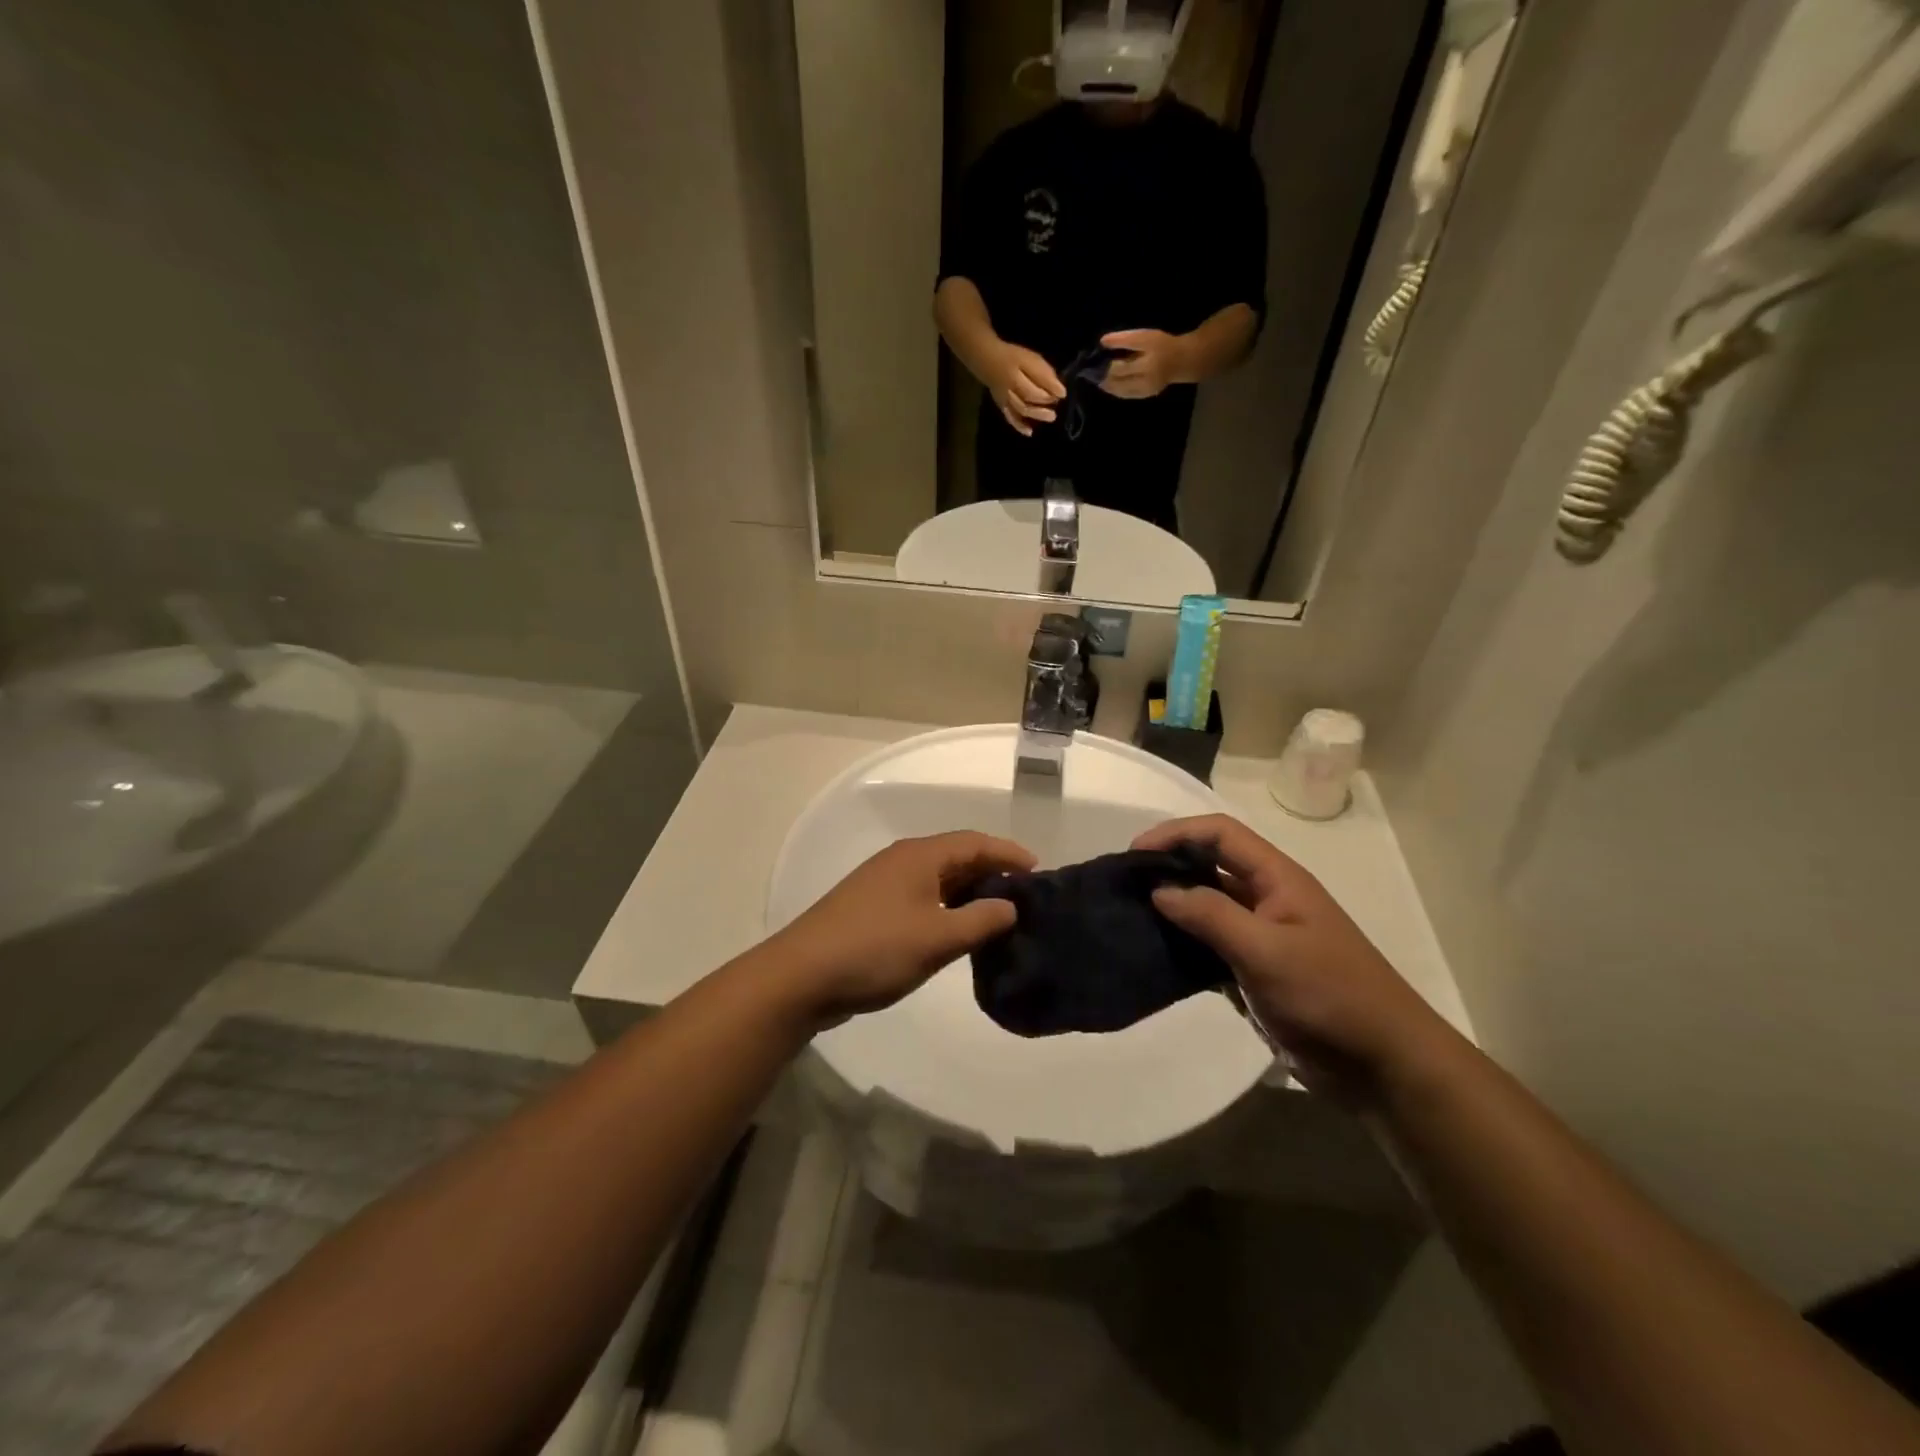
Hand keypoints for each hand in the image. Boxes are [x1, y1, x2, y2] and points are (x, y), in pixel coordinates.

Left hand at [769, 832, 1035, 1026]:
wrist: (802, 976)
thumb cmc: (874, 950)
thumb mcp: (937, 938)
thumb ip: (980, 920)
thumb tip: (1010, 906)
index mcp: (919, 856)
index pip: (974, 842)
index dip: (1008, 853)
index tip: (1039, 872)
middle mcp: (902, 861)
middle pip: (957, 857)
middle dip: (992, 873)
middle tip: (1024, 896)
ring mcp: (884, 885)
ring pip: (939, 879)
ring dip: (969, 893)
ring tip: (999, 915)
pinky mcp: (873, 909)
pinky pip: (923, 898)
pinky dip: (947, 908)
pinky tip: (958, 932)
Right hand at [986, 342, 1065, 435]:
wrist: (986, 361)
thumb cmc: (1012, 357)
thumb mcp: (1029, 357)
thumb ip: (1043, 372)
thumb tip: (1058, 389)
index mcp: (1017, 370)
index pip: (1036, 379)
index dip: (1051, 387)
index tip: (1063, 392)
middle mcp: (1010, 386)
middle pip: (1029, 396)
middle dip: (1044, 401)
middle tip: (1056, 403)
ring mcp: (1005, 398)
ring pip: (1021, 409)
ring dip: (1036, 414)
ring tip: (1051, 417)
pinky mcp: (1001, 406)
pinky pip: (1010, 417)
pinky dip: (1019, 426)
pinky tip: (1029, 432)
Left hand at [1098, 329, 1192, 399]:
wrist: (1182, 360)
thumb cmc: (1162, 345)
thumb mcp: (1144, 336)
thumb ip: (1124, 339)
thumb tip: (1102, 342)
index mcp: (1147, 361)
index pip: (1121, 364)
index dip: (1107, 360)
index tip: (1096, 354)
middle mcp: (1146, 378)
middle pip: (1118, 379)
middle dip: (1104, 376)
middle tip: (1092, 371)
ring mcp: (1146, 389)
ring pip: (1120, 390)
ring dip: (1107, 385)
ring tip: (1097, 378)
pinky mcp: (1146, 395)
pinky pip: (1126, 394)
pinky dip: (1116, 390)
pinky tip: (1109, 385)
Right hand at [1134, 815, 1454, 1099]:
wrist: (1381, 1065)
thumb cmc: (1329, 995)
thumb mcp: (1266, 950)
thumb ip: (1210, 916)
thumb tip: (1159, 890)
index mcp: (1278, 879)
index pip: (1220, 834)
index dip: (1176, 834)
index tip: (1135, 854)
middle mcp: (1267, 899)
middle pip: (1209, 865)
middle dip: (1168, 867)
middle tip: (1124, 885)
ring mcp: (1261, 937)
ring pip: (1206, 907)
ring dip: (1172, 908)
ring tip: (1130, 918)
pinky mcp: (1254, 972)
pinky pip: (1209, 947)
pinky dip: (1183, 946)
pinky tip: (1155, 956)